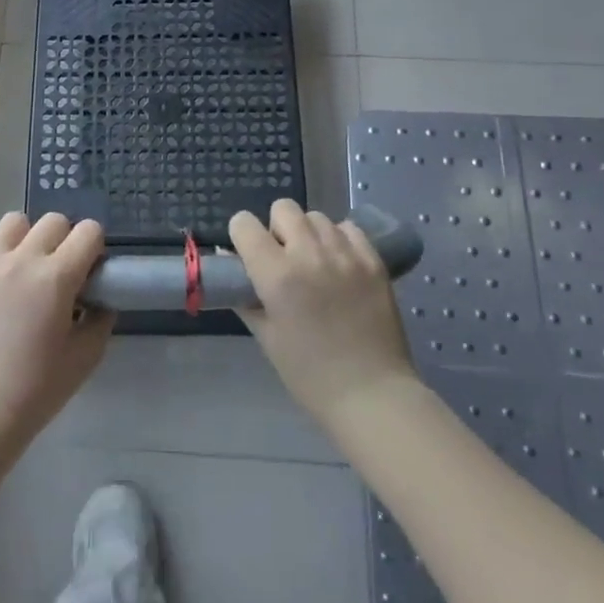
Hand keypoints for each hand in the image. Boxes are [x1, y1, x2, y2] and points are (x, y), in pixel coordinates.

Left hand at [0, 211, 112, 452]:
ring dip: (26, 237)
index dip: (95, 246)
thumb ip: (101, 319)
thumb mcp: (87, 356)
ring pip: (14, 221)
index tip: (90, 269)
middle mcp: (22, 259)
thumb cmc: (39, 388)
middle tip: (60, 269)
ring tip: (23, 264)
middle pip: (53, 220)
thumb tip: (100, 298)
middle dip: (65, 239)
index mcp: (57, 277)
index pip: (89, 231)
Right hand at [230, 199, 418, 431]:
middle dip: (276, 228)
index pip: (244, 224)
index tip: (247, 253)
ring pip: (316, 217)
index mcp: (277, 275)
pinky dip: (339, 239)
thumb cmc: (310, 374)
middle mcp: (309, 254)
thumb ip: (245, 296)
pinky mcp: (373, 260)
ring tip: (314, 262)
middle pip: (283, 208)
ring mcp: (345, 254)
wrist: (372, 394)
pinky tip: (340, 264)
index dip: (241, 235)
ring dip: (308, 233)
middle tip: (282, 258)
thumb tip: (229, 264)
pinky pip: (348, 228)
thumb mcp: (266, 337)